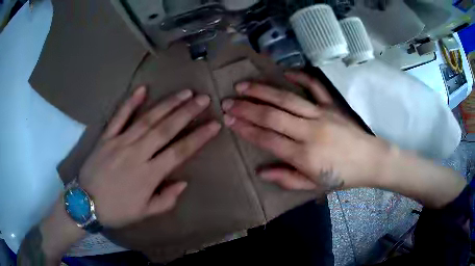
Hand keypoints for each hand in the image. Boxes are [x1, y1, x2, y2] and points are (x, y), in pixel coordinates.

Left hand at [79, 86, 220, 227]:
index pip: (180, 152)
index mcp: (149, 175)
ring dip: (167, 104)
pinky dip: (130, 103)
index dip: (199, 137)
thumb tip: (182, 182)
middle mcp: (137, 153)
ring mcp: (120, 142)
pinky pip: (119, 116)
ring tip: (184, 93)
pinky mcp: (106, 137)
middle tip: (203, 99)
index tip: (214, 125)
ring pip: (147, 119)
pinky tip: (143, 90)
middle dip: (187, 112)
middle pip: (166, 129)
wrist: (85, 204)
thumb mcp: (144, 213)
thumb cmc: (116, 210)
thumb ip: (165, 200)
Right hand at [221, 72, 384, 192]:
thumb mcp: (314, 186)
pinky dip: (300, 76)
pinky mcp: (332, 105)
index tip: (229, 120)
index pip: (267, 139)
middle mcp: (310, 131)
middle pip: (272, 116)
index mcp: (304, 155)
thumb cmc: (342, 176)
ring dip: (262, 91)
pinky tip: (285, 71)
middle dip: (246, 108)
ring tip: (243, 85)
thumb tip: (261, 171)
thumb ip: (287, 179)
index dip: (245, 129)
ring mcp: (321, 114)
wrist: (371, 160)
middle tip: (227, 101)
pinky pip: (315, 86)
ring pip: (286, 99)